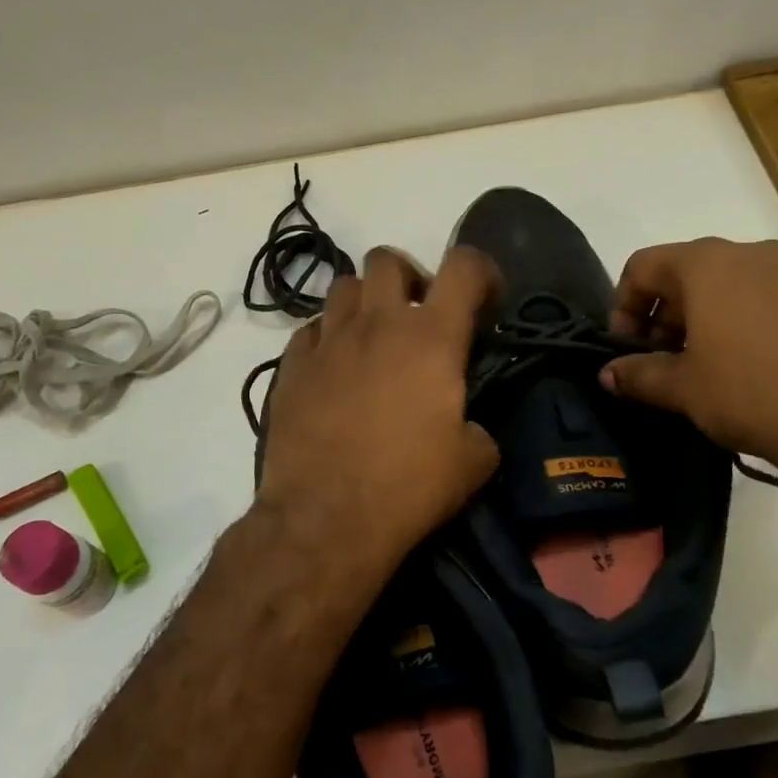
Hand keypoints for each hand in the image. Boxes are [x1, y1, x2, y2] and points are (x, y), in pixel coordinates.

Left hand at [256, 245, 500, 583]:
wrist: (326, 519)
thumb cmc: (408, 486)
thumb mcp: (473, 463)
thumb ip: (479, 429)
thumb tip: (468, 427)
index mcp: (431, 337)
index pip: (464, 266)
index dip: (482, 272)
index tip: (486, 303)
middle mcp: (378, 324)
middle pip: (387, 259)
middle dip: (410, 277)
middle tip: (419, 317)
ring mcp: (328, 342)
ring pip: (344, 286)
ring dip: (365, 303)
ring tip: (374, 340)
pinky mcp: (291, 367)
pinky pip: (310, 330)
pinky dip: (327, 338)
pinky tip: (335, 370)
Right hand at [600, 238, 777, 485]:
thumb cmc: (750, 392)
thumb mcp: (683, 387)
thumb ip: (638, 374)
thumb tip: (607, 375)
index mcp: (707, 263)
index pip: (643, 266)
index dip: (623, 307)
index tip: (626, 349)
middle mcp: (751, 253)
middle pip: (687, 273)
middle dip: (664, 317)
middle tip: (661, 363)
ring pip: (730, 286)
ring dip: (704, 321)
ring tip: (704, 369)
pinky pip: (768, 300)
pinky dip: (744, 324)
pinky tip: (750, 369)